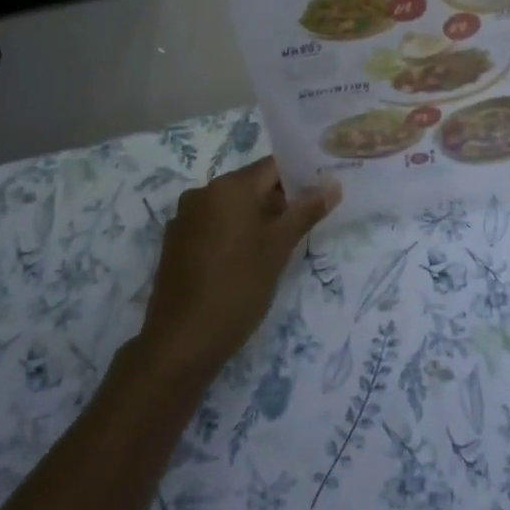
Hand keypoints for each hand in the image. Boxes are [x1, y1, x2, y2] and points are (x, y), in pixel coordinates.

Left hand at [139, 157, 338, 381]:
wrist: (182, 342)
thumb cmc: (238, 287)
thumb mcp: (279, 248)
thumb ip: (306, 212)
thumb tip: (333, 186)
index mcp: (229, 186)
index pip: (272, 167)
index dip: (299, 178)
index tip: (319, 196)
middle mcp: (202, 192)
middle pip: (251, 185)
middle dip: (278, 202)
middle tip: (303, 227)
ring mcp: (184, 218)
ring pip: (231, 207)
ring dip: (255, 220)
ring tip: (278, 248)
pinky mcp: (175, 243)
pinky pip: (212, 226)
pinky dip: (231, 234)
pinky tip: (245, 262)